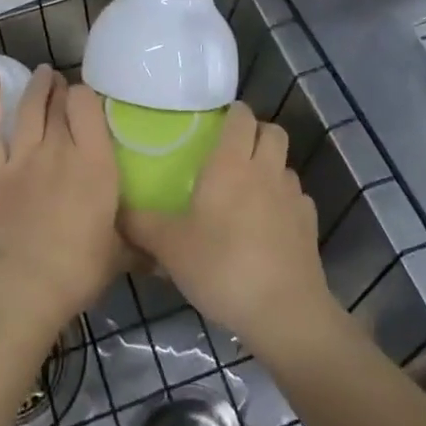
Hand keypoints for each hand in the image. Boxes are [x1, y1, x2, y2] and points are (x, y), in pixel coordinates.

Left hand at [0, 66, 122, 339]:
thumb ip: (137, 247)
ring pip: (28, 109)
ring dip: (36, 88)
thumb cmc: (76, 272)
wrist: (18, 288)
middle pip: (59, 106)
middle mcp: (59, 150)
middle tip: (63, 86)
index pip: (88, 108)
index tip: (87, 101)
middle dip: (62, 91)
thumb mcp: (118, 258)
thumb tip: (161, 256)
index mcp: (95, 164)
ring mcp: (21, 158)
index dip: (86, 97)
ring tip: (42, 73)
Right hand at [120, 102, 338, 360]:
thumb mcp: (169, 248)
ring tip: (250, 190)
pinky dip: (285, 202)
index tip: (217, 121)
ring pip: (286, 165)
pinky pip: (297, 200)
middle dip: (257, 132)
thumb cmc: (222, 267)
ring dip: (271, 168)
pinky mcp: (309, 226)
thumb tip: (115, 212)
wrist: (283, 312)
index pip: (241, 117)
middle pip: (273, 132)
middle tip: (233, 151)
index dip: (233, 113)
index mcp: (231, 164)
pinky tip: (269, 225)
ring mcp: (293, 198)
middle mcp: (265, 170)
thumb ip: (140, 225)